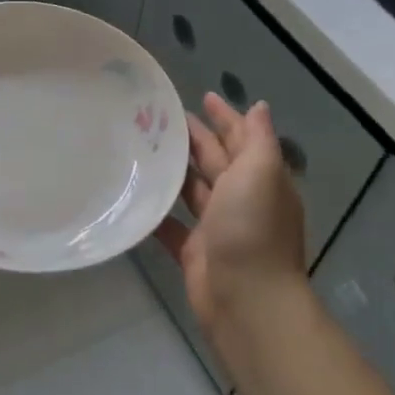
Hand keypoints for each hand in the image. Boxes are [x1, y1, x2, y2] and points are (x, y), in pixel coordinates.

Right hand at [155, 92, 310, 367]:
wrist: (246, 298)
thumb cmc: (252, 228)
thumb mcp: (260, 172)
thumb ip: (257, 139)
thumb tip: (258, 107)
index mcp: (260, 179)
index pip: (242, 139)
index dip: (225, 117)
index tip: (202, 96)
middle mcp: (241, 200)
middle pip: (215, 161)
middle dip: (194, 138)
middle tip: (159, 117)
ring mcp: (217, 227)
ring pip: (192, 190)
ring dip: (173, 170)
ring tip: (141, 147)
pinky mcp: (194, 251)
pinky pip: (171, 226)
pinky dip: (156, 212)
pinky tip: (134, 195)